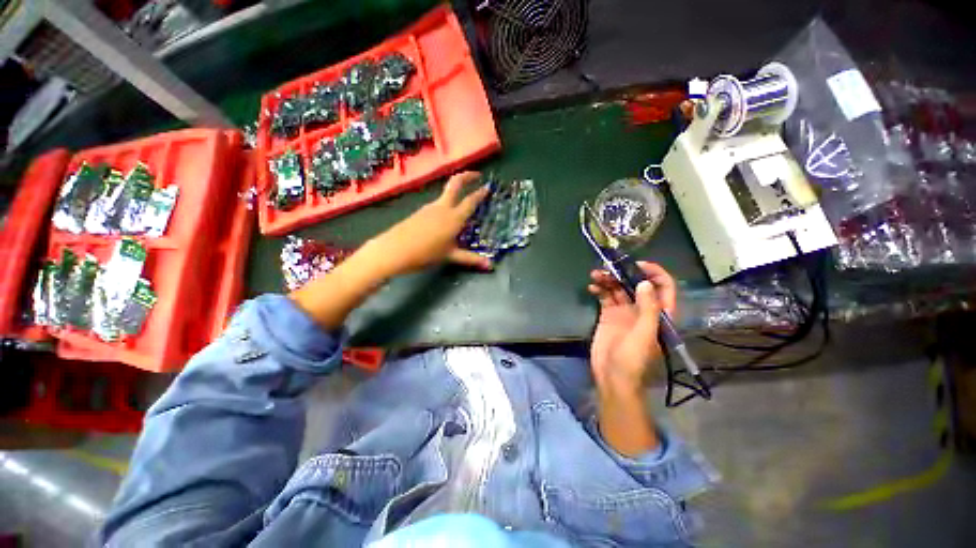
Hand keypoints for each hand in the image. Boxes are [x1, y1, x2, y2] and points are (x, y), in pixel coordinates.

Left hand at [361, 171, 491, 277]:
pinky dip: (446, 202)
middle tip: (477, 175)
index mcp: (454, 217)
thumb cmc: (426, 254)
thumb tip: (490, 265)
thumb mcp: (450, 256)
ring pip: (445, 193)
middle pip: (455, 183)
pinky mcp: (419, 211)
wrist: (394, 250)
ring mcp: (429, 207)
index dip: (480, 193)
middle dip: (467, 176)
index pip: (471, 201)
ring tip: (463, 197)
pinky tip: (445, 214)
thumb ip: (471, 259)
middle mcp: (443, 207)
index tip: (488, 187)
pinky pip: (437, 202)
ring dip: (456, 190)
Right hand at [588, 262, 676, 392]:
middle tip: (608, 267)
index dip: (654, 273)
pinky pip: (605, 297)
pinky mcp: (608, 316)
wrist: (612, 377)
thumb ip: (648, 309)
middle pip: (636, 284)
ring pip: (618, 288)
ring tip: (595, 275)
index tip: (636, 265)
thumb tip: (645, 283)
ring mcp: (624, 312)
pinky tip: (591, 287)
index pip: (663, 287)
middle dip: (624, 273)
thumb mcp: (644, 335)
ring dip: (608, 280)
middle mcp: (642, 309)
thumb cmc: (633, 360)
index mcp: (658, 314)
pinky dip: (599, 290)